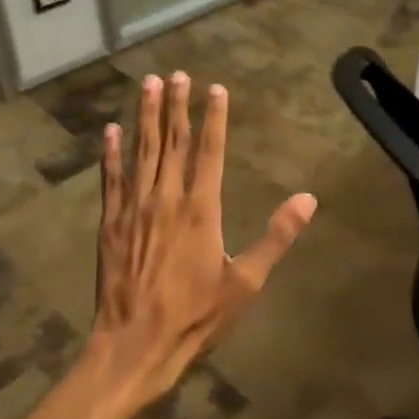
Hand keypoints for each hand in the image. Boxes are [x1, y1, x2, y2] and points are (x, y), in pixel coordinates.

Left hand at [90, 71, 316, 403]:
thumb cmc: (196, 315)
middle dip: (175, 106)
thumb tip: (308, 199)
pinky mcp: (111, 223)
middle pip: (173, 142)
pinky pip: (111, 178)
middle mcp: (166, 198)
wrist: (135, 344)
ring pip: (141, 151)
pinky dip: (111, 153)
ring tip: (147, 84)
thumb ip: (276, 236)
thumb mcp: (246, 282)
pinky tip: (111, 131)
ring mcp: (134, 208)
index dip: (213, 118)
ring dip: (145, 116)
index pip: (210, 151)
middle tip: (176, 74)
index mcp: (201, 209)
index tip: (214, 89)